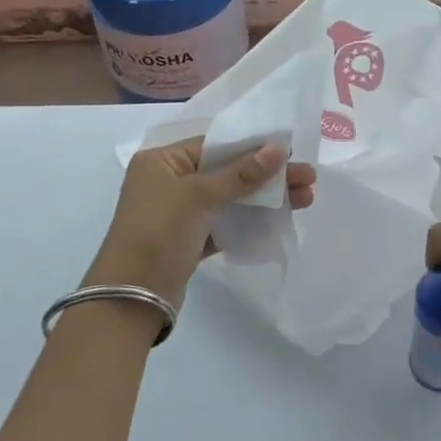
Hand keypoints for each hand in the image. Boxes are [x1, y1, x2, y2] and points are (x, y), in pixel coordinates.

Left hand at [88, 138, 317, 306]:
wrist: (131, 296)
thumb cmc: (158, 232)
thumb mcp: (198, 196)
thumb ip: (240, 173)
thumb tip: (279, 148)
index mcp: (161, 161)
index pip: (214, 144)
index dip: (253, 146)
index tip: (291, 149)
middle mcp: (168, 182)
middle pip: (226, 170)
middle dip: (267, 175)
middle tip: (309, 177)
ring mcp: (179, 213)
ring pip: (229, 198)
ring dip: (264, 198)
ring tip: (306, 198)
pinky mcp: (189, 240)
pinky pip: (225, 223)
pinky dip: (250, 221)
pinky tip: (280, 219)